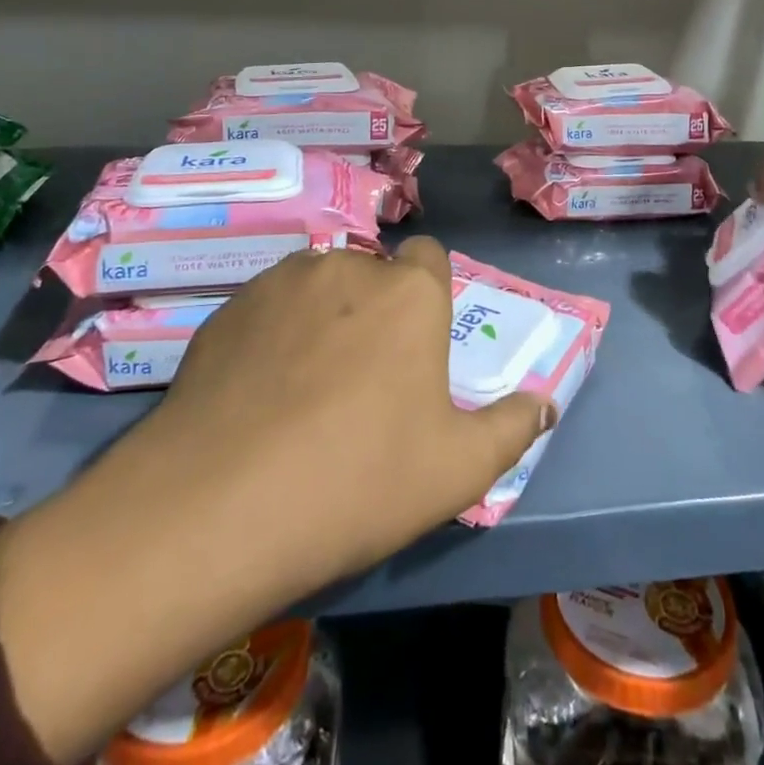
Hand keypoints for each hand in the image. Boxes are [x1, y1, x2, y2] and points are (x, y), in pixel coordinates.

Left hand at [0, 239, 551, 764]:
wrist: (219, 506)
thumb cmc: (358, 480)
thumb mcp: (457, 470)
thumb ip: (512, 428)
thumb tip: (543, 403)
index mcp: (409, 293)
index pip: (430, 258)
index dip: (428, 295)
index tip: (417, 345)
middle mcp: (347, 267)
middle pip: (372, 274)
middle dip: (375, 311)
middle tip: (361, 381)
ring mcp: (280, 281)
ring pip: (318, 286)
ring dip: (323, 317)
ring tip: (304, 386)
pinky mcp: (227, 306)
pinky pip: (267, 306)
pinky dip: (273, 333)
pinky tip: (257, 392)